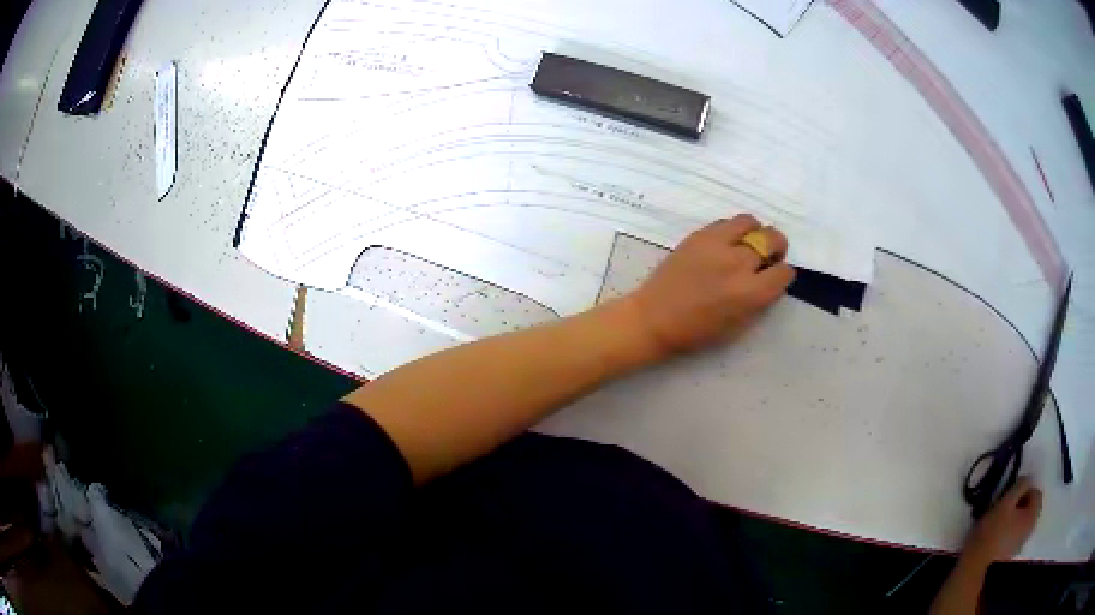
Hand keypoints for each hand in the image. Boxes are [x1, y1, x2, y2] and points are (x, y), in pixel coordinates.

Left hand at [623, 214, 794, 355]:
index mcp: (750, 293)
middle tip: (768, 256)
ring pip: (750, 222)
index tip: (776, 277)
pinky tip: (726, 244)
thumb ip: (760, 300)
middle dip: (776, 248)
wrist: (655, 317)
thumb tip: (771, 280)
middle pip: (772, 239)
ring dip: (755, 232)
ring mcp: (717, 244)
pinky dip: (733, 230)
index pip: (784, 272)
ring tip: (747, 244)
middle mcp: (738, 263)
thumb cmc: (697, 331)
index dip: (783, 275)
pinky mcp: (699, 235)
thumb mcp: (739, 326)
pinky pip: (726, 222)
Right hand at [964, 478, 1042, 564]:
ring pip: (1023, 522)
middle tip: (1006, 506)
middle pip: (1031, 508)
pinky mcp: (1011, 553)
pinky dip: (1010, 530)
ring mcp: (1021, 543)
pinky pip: (1016, 534)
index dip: (1026, 489)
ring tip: (1001, 520)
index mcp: (1032, 515)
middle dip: (1021, 503)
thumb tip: (1027, 479)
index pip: (1036, 492)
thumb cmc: (992, 530)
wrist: (975, 565)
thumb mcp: (1006, 501)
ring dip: (1015, 517)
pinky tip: (998, 534)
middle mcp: (1031, 528)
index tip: (1011, 494)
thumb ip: (1020, 485)